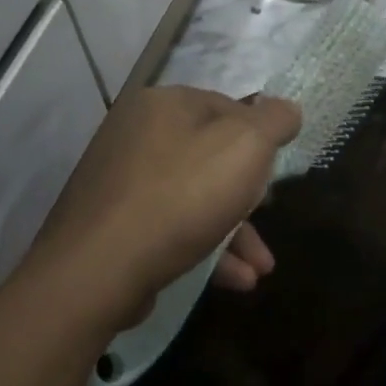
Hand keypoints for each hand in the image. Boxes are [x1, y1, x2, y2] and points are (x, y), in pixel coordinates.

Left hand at [26, 86, 299, 330]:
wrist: (98, 268)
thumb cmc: (181, 196)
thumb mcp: (245, 148)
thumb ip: (273, 122)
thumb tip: (287, 107)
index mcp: (163, 104)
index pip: (225, 106)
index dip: (258, 137)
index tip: (275, 172)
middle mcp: (136, 133)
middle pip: (209, 155)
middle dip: (248, 195)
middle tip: (268, 217)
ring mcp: (119, 180)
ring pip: (192, 197)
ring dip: (233, 232)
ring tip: (260, 269)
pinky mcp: (111, 224)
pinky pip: (168, 226)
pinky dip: (203, 248)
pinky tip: (233, 281)